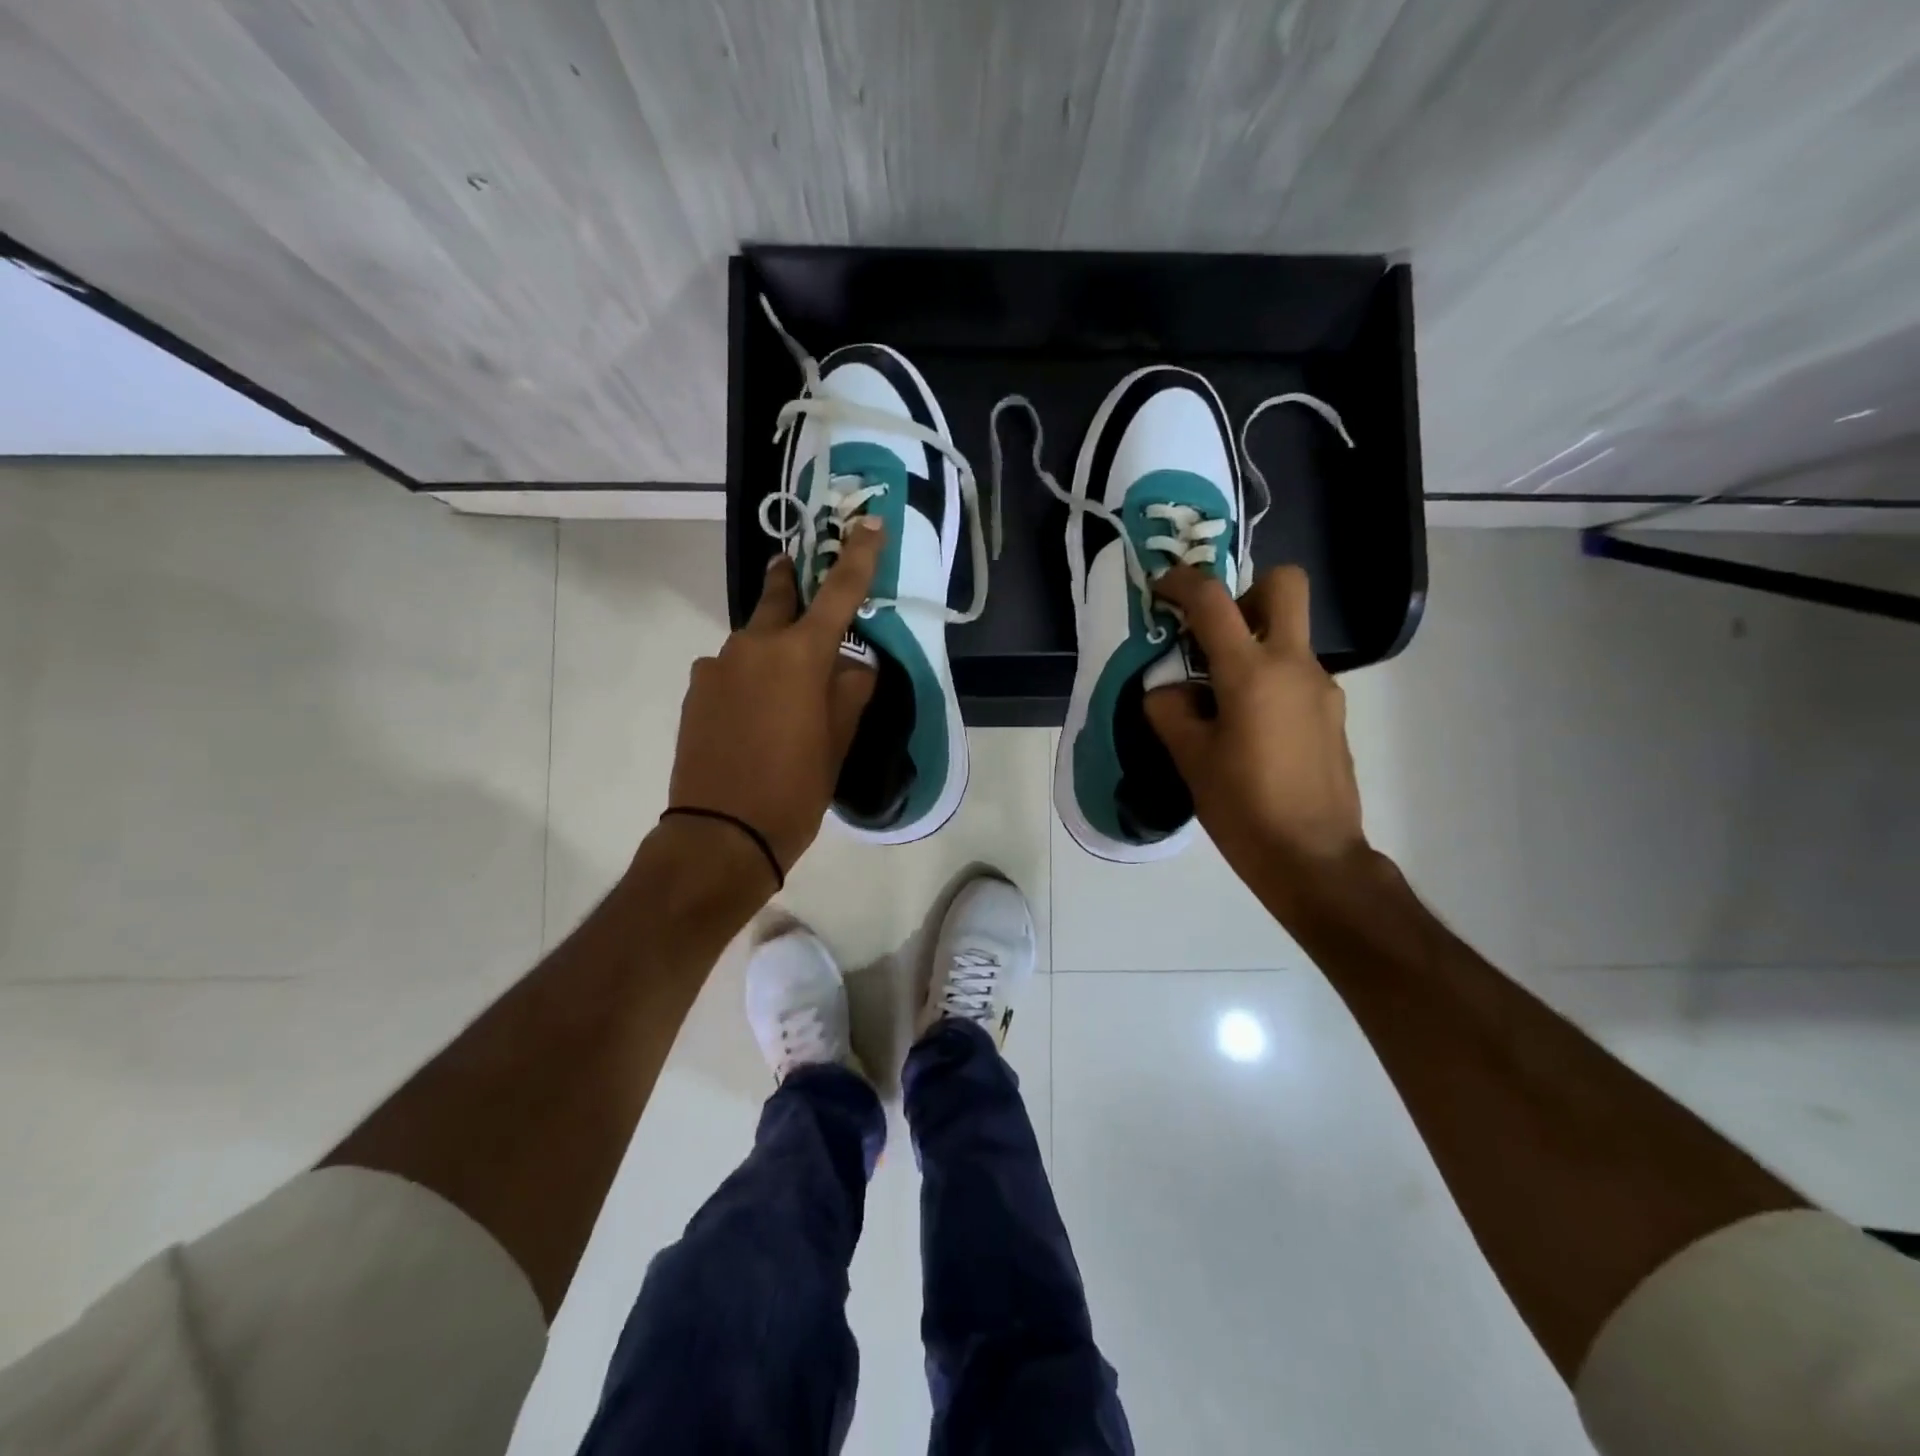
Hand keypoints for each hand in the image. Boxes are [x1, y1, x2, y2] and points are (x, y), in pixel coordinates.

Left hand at [666, 521, 882, 878]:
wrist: (721, 834)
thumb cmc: (794, 788)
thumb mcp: (838, 741)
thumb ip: (849, 691)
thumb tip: (852, 665)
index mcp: (799, 655)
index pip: (838, 594)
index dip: (857, 557)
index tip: (869, 524)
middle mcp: (753, 646)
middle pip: (778, 599)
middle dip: (790, 581)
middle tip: (795, 570)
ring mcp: (717, 666)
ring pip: (752, 641)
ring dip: (771, 647)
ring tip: (784, 687)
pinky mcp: (696, 690)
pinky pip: (730, 670)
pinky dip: (748, 677)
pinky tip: (754, 713)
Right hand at [1144, 565, 1369, 900]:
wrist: (1313, 858)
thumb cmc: (1244, 808)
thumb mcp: (1190, 759)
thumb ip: (1170, 711)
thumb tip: (1168, 690)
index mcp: (1252, 673)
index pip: (1213, 601)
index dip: (1182, 582)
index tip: (1161, 588)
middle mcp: (1295, 665)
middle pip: (1285, 585)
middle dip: (1246, 590)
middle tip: (1214, 632)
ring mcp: (1322, 687)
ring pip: (1290, 633)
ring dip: (1253, 644)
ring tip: (1219, 699)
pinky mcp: (1332, 712)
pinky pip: (1296, 673)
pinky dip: (1269, 678)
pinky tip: (1249, 728)